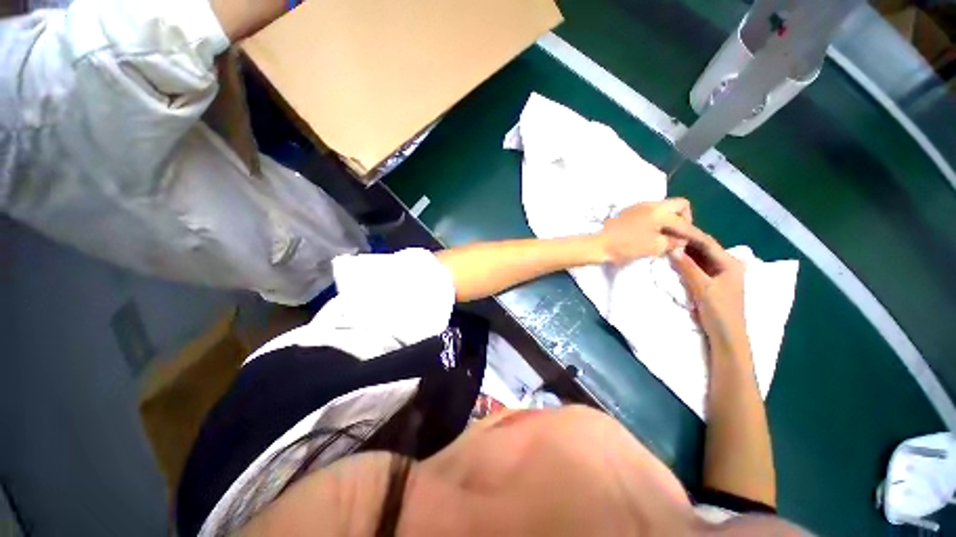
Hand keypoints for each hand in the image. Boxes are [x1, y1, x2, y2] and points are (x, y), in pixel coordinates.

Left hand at [596, 198, 693, 264]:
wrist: (599, 244)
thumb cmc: (626, 246)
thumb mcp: (654, 247)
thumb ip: (672, 242)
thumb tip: (680, 241)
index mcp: (661, 212)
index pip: (685, 222)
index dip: (693, 234)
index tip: (696, 243)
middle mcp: (652, 204)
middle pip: (678, 205)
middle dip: (684, 219)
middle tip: (679, 236)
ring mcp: (639, 206)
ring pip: (664, 208)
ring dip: (669, 220)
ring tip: (665, 236)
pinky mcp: (629, 212)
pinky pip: (651, 212)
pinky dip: (657, 220)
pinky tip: (651, 233)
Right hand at [668, 228, 749, 359]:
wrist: (726, 337)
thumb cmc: (719, 311)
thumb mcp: (702, 288)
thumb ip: (688, 267)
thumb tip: (672, 249)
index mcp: (730, 263)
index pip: (706, 242)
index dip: (688, 233)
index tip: (669, 227)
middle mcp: (727, 264)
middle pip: (703, 247)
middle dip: (685, 240)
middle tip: (664, 233)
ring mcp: (719, 273)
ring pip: (699, 256)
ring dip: (684, 250)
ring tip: (666, 242)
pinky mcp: (712, 281)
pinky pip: (697, 266)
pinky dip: (685, 261)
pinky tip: (673, 258)